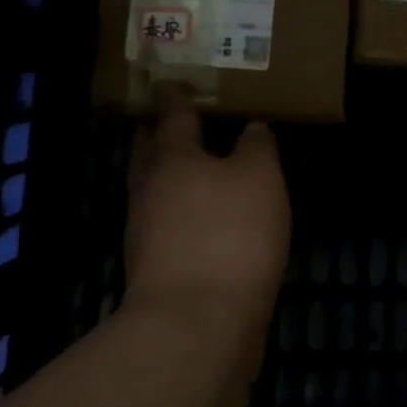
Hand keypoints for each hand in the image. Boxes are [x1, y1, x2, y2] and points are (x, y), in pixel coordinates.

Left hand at [124, 88, 290, 331]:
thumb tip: (251, 129)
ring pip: (155, 189)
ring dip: (169, 173)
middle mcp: (150, 190)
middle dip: (158, 133)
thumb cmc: (229, 234)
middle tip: (171, 116)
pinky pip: (166, 222)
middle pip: (149, 152)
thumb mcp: (260, 176)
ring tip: (195, 163)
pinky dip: (181, 208)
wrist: (197, 326)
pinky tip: (204, 214)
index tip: (170, 80)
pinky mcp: (156, 269)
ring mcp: (147, 233)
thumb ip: (257, 147)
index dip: (174, 95)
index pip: (171, 115)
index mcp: (172, 158)